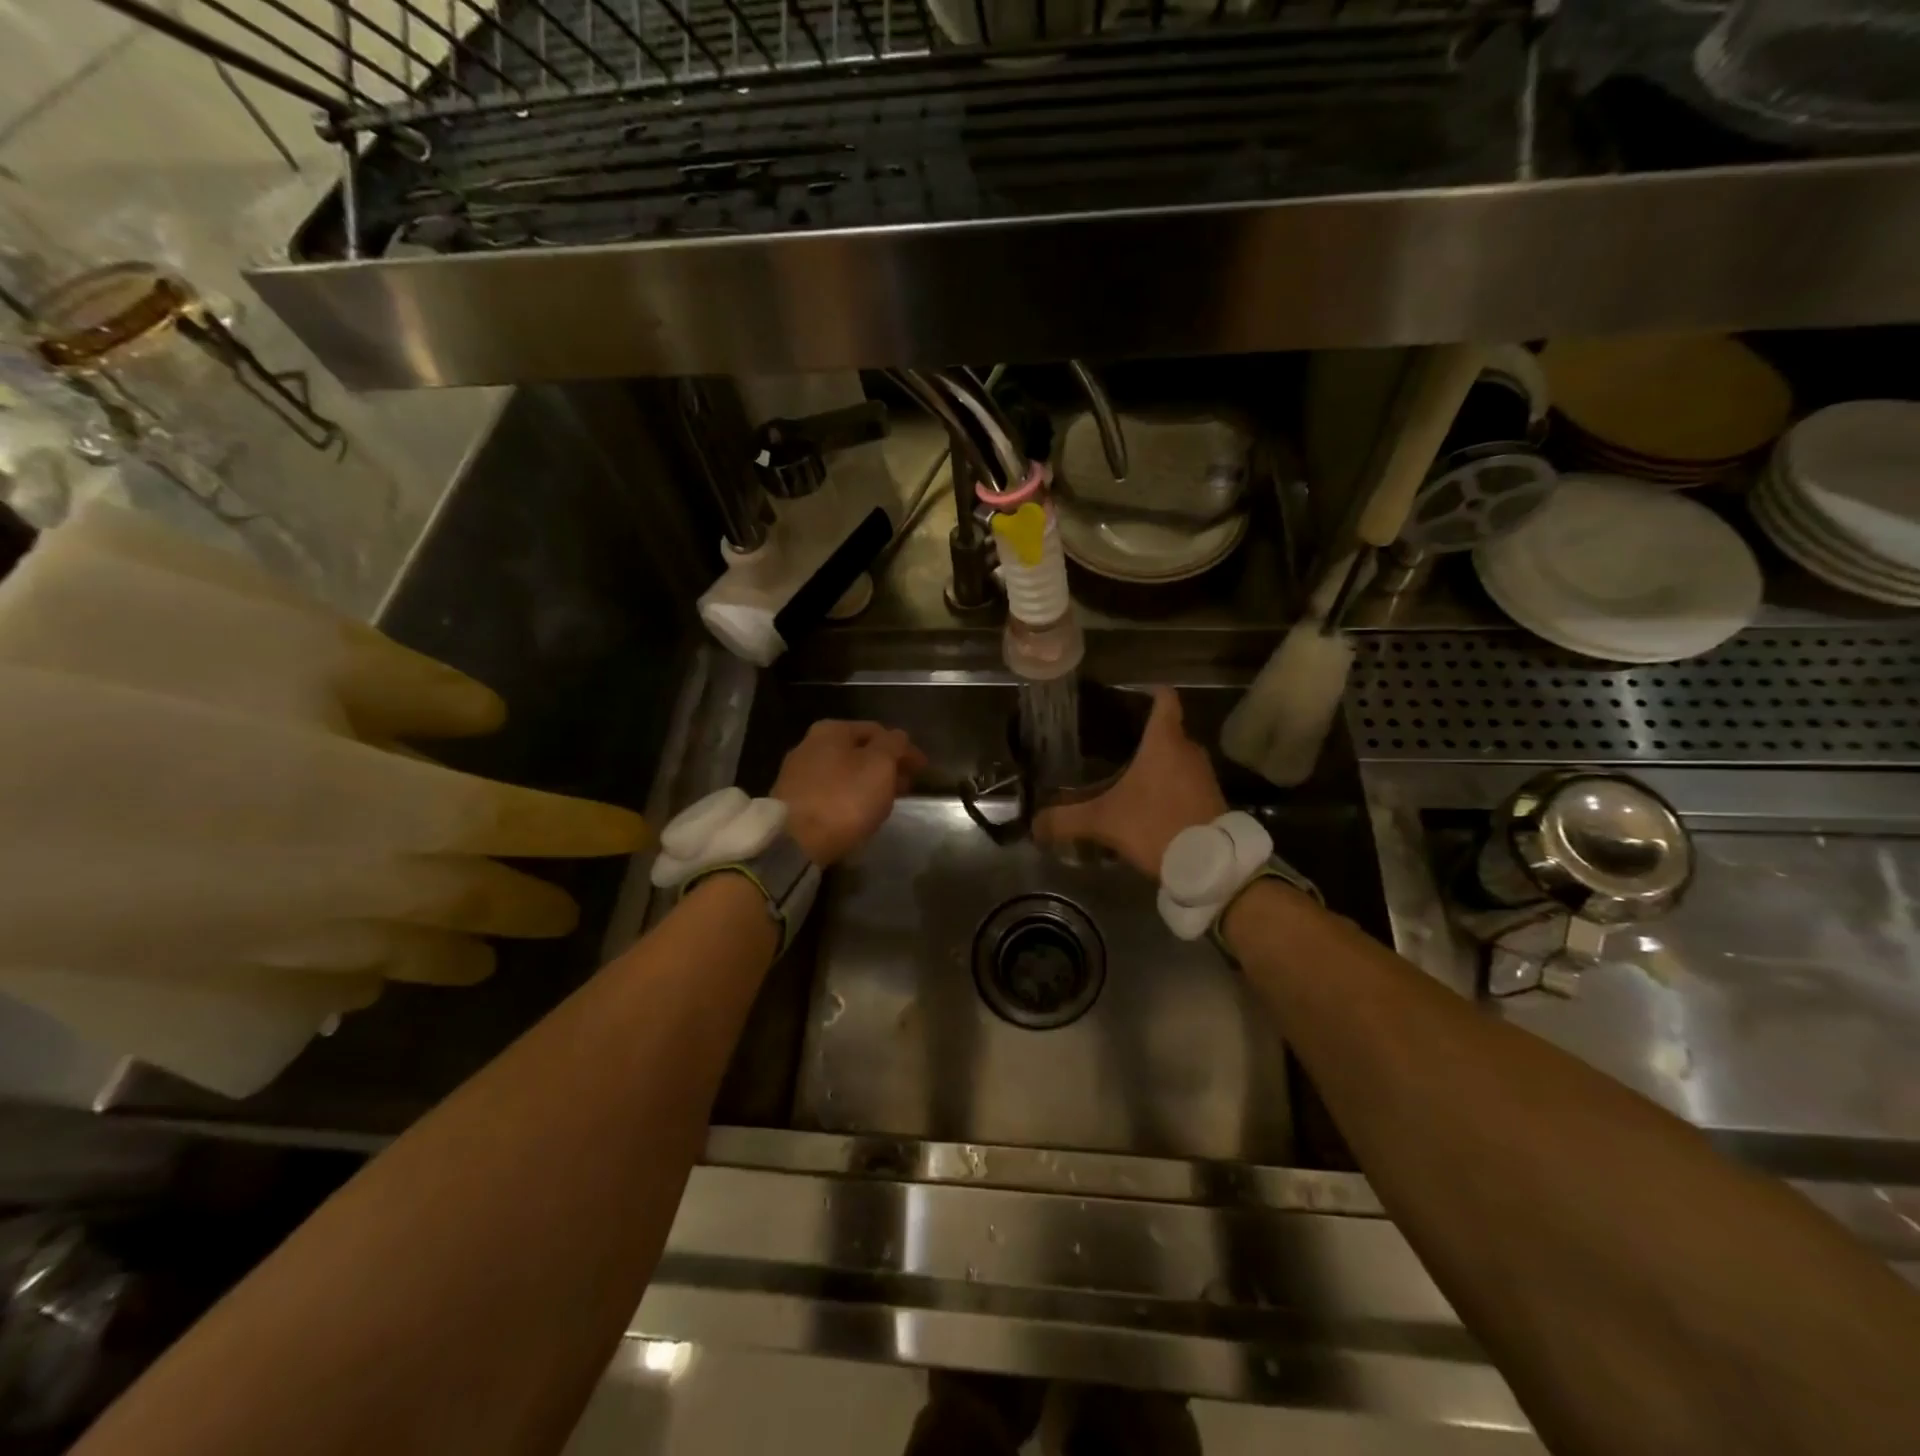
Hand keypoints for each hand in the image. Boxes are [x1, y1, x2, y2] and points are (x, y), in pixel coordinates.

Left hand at [772, 720, 926, 865]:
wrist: (795, 842)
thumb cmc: (844, 798)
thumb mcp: (880, 765)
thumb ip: (894, 745)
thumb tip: (898, 736)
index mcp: (832, 730)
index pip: (878, 731)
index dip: (904, 748)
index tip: (922, 768)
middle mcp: (810, 744)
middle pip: (858, 751)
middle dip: (885, 765)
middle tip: (906, 784)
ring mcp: (797, 773)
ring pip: (844, 772)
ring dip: (868, 782)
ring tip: (886, 801)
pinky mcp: (793, 801)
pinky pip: (831, 792)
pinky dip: (849, 796)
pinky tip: (859, 811)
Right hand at [1033, 687, 1225, 877]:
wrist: (1209, 865)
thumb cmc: (1155, 825)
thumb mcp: (1103, 822)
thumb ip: (1066, 820)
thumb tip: (1035, 825)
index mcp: (1164, 741)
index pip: (1164, 699)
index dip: (1148, 693)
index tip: (1129, 697)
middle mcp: (1189, 750)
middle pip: (1168, 731)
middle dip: (1144, 738)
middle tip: (1113, 748)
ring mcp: (1205, 775)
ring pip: (1178, 759)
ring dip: (1158, 766)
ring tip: (1129, 778)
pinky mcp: (1213, 799)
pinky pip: (1187, 783)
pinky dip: (1171, 788)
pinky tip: (1150, 806)